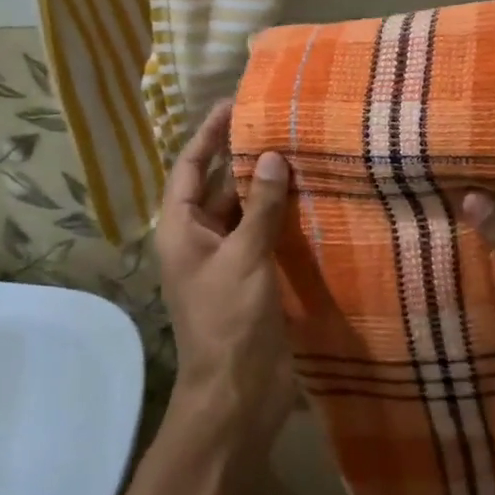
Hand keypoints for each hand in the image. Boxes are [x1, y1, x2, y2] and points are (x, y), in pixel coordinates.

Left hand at [154, 102, 295, 450]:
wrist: (238, 392)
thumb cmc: (229, 320)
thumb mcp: (243, 257)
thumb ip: (260, 207)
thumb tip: (274, 156)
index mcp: (181, 228)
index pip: (191, 166)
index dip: (210, 133)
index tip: (235, 102)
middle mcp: (201, 237)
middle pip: (220, 184)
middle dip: (245, 154)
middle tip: (280, 121)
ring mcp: (229, 257)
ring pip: (247, 209)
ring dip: (269, 185)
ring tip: (301, 148)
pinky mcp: (255, 275)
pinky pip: (267, 234)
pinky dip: (284, 215)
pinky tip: (313, 195)